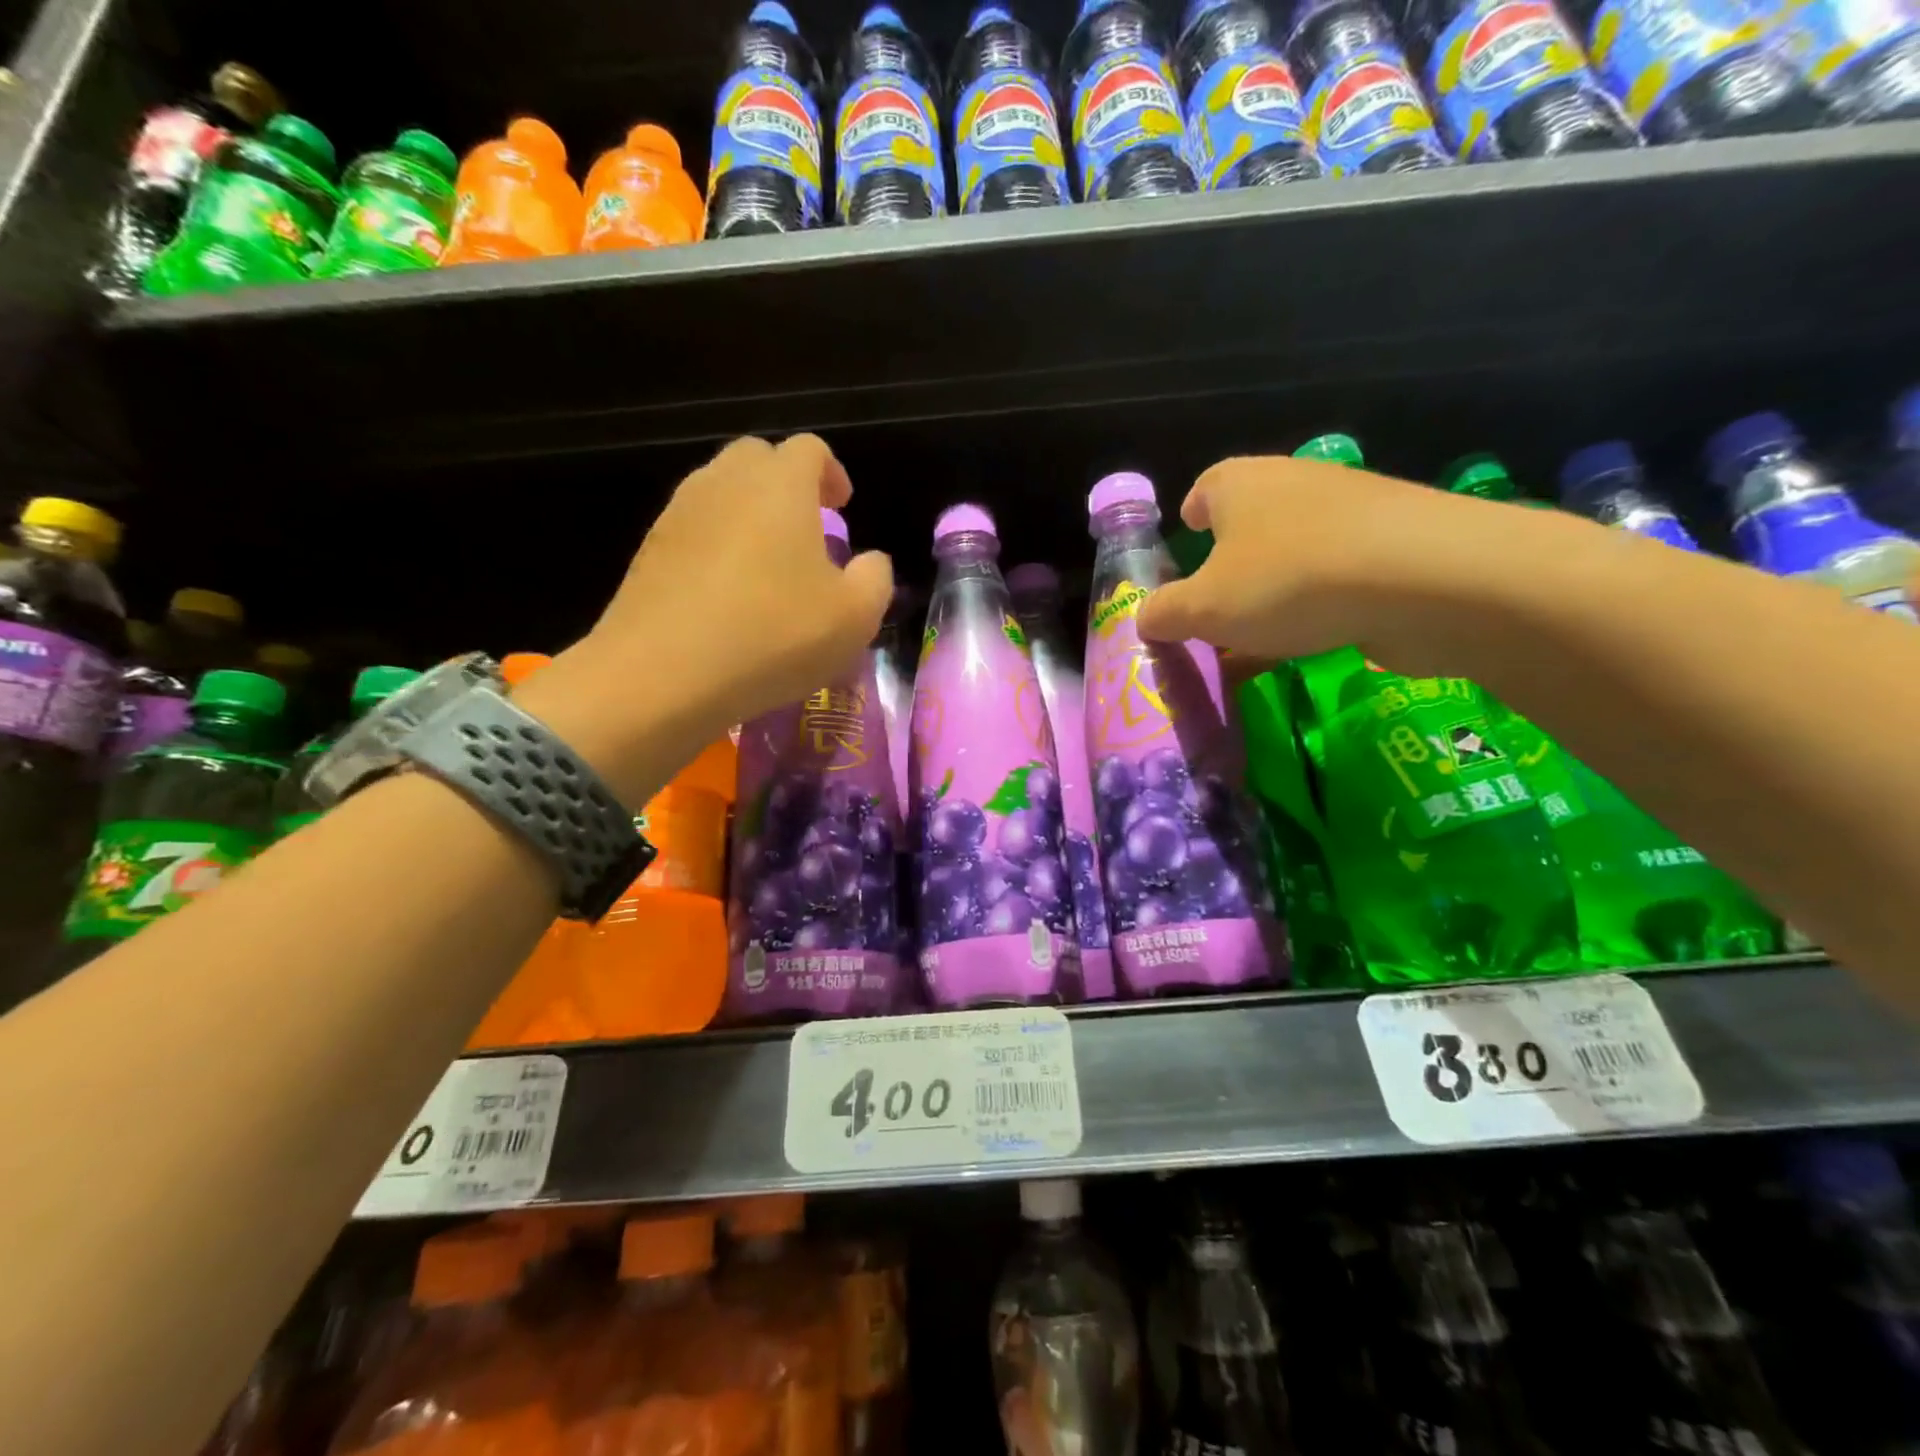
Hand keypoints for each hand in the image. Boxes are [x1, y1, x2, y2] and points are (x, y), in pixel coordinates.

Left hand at [517, 435, 892, 802]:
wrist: (663, 674)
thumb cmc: (774, 636)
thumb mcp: (855, 617)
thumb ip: (875, 579)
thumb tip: (869, 562)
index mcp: (780, 485)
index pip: (809, 450)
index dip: (831, 473)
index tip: (842, 507)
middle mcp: (725, 482)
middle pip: (758, 459)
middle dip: (786, 484)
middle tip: (806, 530)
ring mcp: (679, 513)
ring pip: (720, 492)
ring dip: (749, 515)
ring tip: (768, 565)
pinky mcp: (648, 550)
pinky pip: (693, 530)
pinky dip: (716, 546)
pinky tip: (728, 594)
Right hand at [1135, 453, 1515, 667]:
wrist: (1425, 579)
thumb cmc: (1287, 582)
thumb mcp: (1203, 610)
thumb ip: (1165, 614)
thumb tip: (1144, 617)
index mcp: (1240, 484)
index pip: (1205, 488)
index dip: (1193, 514)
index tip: (1189, 538)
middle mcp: (1294, 484)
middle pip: (1251, 522)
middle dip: (1230, 563)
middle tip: (1214, 606)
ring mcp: (1351, 511)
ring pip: (1295, 551)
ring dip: (1274, 590)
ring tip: (1257, 640)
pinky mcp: (1395, 544)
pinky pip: (1337, 575)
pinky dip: (1317, 604)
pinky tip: (1309, 644)